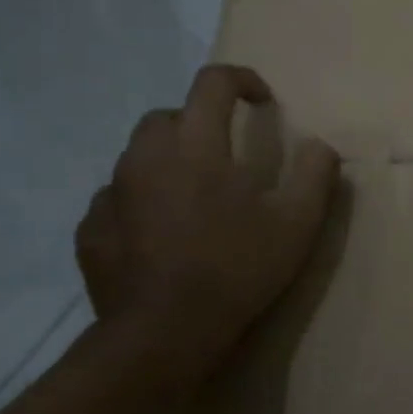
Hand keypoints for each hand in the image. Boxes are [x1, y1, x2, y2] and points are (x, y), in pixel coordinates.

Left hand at [76, 65, 337, 385]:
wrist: (164, 333)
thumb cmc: (238, 269)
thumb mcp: (298, 223)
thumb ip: (315, 175)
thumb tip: (321, 146)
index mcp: (197, 146)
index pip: (212, 83)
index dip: (241, 80)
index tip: (262, 100)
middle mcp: (145, 157)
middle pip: (167, 116)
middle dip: (199, 122)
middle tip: (226, 156)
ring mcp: (111, 194)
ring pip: (138, 157)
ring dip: (169, 163)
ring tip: (195, 199)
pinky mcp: (91, 230)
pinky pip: (117, 200)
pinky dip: (141, 204)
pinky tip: (162, 236)